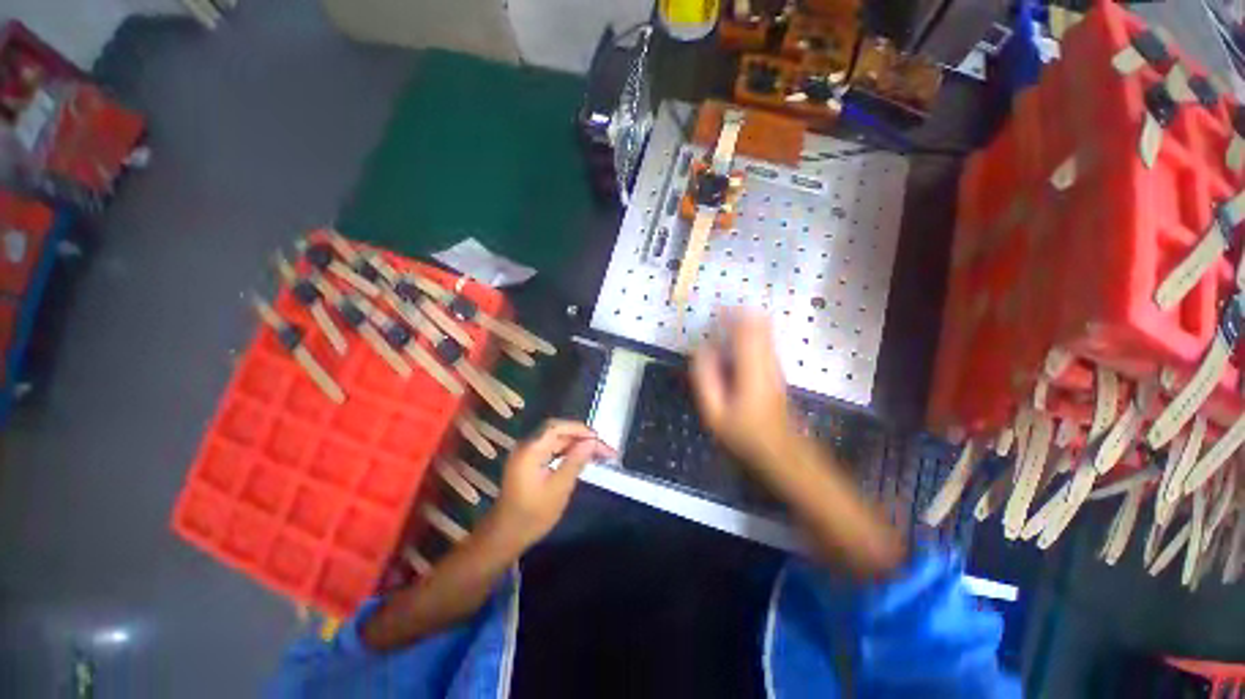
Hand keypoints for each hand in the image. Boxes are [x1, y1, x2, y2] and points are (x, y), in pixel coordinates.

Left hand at [491, 419, 616, 549]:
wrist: (506, 536)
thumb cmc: (532, 515)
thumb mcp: (558, 489)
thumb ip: (575, 462)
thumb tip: (592, 442)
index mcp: (530, 450)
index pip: (557, 427)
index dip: (579, 429)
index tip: (598, 439)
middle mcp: (527, 446)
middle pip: (558, 432)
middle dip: (581, 437)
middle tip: (602, 448)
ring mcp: (527, 454)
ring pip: (557, 441)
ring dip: (577, 444)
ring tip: (597, 453)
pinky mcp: (530, 463)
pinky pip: (552, 450)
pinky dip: (568, 451)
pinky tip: (581, 458)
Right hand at [691, 311, 795, 467]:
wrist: (779, 449)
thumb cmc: (743, 433)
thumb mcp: (715, 412)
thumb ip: (706, 378)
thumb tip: (702, 349)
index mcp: (751, 369)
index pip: (746, 330)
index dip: (731, 315)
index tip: (715, 309)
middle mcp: (767, 360)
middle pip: (759, 323)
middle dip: (739, 313)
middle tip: (718, 314)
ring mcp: (775, 364)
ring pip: (764, 330)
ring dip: (745, 322)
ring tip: (723, 324)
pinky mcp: (776, 369)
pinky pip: (764, 341)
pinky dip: (750, 333)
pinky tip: (734, 342)